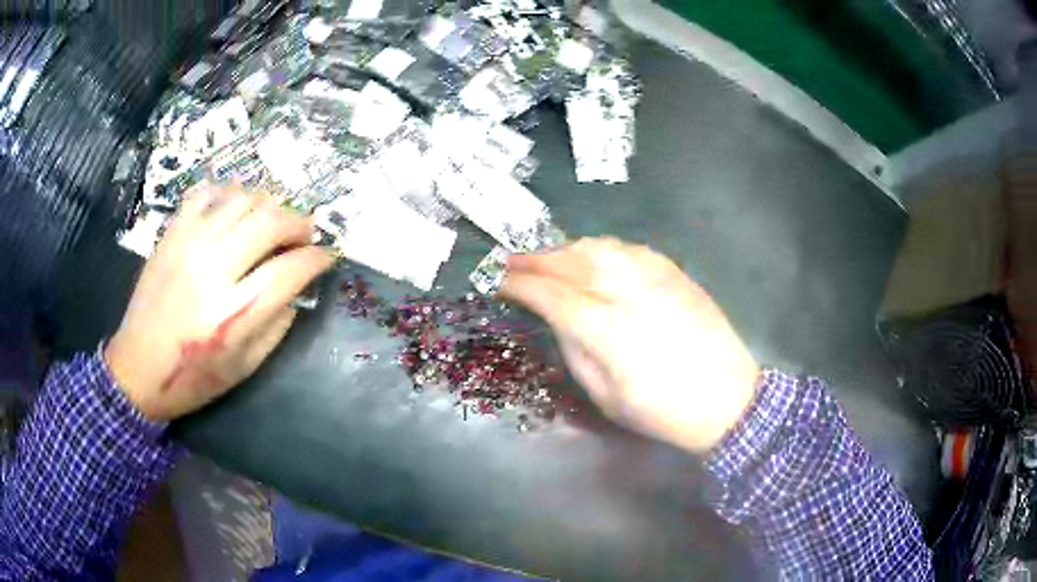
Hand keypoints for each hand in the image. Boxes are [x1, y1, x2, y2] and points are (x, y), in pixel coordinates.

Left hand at [105, 186, 335, 421]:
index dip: (318, 258)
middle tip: (306, 234)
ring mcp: (188, 245)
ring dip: (269, 205)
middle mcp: (213, 270)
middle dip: (300, 223)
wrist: (137, 368)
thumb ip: (277, 325)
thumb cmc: (193, 378)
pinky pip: (205, 193)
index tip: (329, 255)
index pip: (291, 269)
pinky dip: (228, 194)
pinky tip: (234, 209)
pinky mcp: (171, 235)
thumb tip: (297, 287)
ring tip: (273, 221)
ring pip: (243, 199)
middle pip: (270, 222)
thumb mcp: (245, 367)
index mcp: (234, 314)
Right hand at [501, 237, 758, 453]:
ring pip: (598, 246)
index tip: (498, 282)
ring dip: (565, 249)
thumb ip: (575, 351)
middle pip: (568, 260)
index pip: (548, 293)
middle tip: (512, 263)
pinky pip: (628, 247)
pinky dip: (601, 248)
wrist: (727, 399)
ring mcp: (653, 275)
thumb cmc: (662, 410)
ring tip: (548, 258)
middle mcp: (625, 290)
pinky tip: (593, 257)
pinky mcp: (674, 272)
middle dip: (534, 259)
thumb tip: (557, 320)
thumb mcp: (605, 396)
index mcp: (603, 327)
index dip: (518, 284)